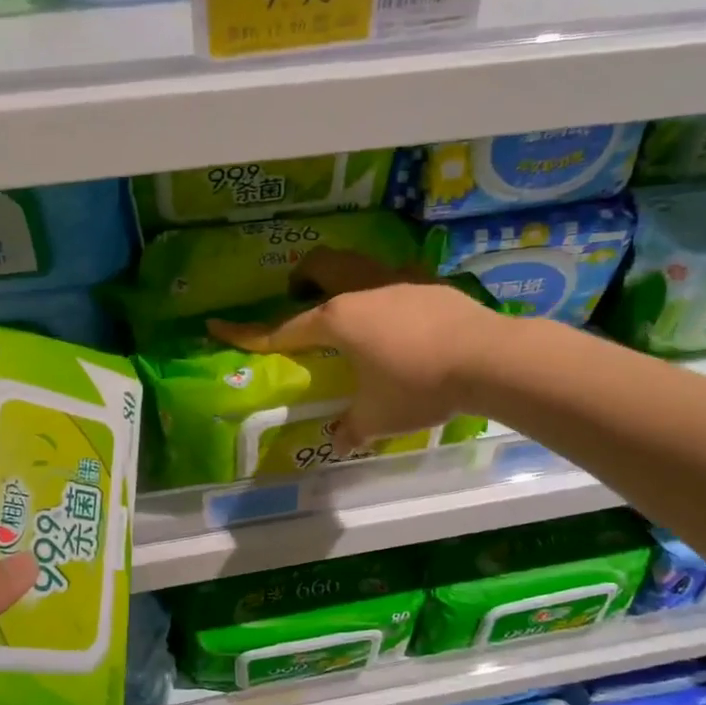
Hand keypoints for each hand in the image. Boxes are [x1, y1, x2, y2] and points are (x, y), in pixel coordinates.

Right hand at [209, 249, 502, 450]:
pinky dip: (382, 290)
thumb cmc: (418, 386)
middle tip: (300, 301)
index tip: (217, 326)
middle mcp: (361, 290)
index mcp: (336, 319)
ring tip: (349, 306)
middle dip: (301, 279)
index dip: (247, 333)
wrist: (488, 358)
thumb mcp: (378, 417)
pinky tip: (398, 316)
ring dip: (342, 277)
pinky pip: (394, 277)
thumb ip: (351, 429)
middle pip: (319, 268)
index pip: (281, 328)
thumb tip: (337, 441)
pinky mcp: (430, 283)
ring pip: (357, 264)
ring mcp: (398, 280)